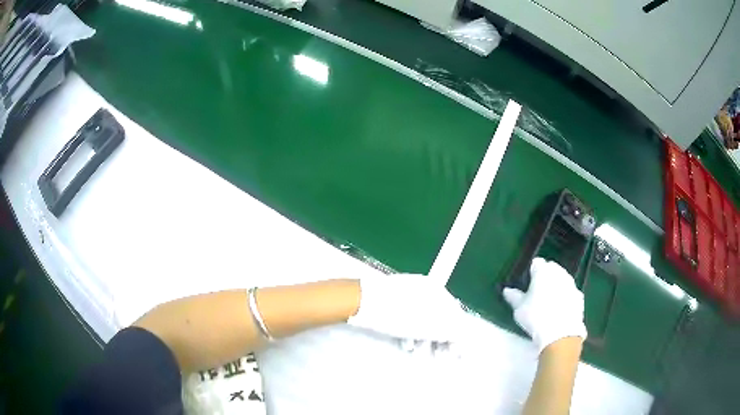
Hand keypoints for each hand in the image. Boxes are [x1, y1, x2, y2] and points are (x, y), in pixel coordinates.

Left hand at [348, 274, 483, 342]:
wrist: (360, 302)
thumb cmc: (399, 315)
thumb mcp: (431, 325)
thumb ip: (452, 330)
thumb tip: (464, 336)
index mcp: (436, 290)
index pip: (455, 314)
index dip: (458, 336)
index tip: (457, 354)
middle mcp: (424, 289)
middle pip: (438, 318)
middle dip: (440, 340)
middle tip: (440, 357)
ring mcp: (406, 294)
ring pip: (422, 320)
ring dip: (425, 339)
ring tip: (418, 352)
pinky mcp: (391, 302)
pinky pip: (408, 318)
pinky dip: (410, 332)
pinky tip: (405, 344)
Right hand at [503, 258, 586, 353]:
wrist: (561, 333)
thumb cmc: (536, 317)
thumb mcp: (519, 309)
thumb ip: (514, 297)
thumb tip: (507, 290)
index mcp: (543, 272)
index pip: (537, 263)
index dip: (532, 271)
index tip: (527, 283)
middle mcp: (559, 273)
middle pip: (552, 268)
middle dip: (546, 275)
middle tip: (537, 291)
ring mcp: (571, 284)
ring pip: (562, 279)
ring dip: (556, 285)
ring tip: (548, 301)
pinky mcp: (579, 296)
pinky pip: (570, 292)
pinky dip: (565, 296)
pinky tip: (559, 309)